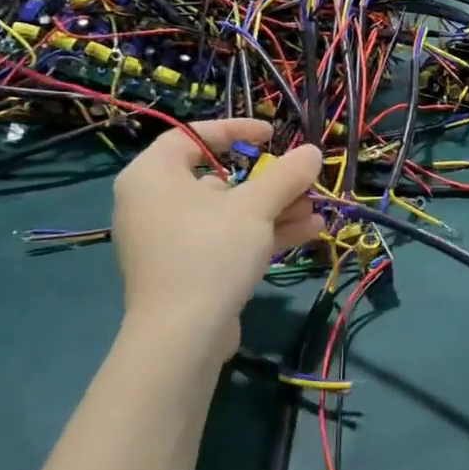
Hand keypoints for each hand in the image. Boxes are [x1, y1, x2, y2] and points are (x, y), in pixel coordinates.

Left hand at [112, 119, 322, 361]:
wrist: (181, 339)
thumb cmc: (211, 253)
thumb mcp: (256, 207)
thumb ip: (286, 174)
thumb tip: (313, 152)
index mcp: (152, 175)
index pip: (191, 136)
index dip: (235, 130)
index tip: (271, 135)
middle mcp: (153, 203)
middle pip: (219, 178)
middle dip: (270, 182)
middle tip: (302, 181)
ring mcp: (168, 240)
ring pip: (228, 213)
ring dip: (275, 209)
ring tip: (316, 211)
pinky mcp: (185, 270)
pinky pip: (225, 239)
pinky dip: (261, 234)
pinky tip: (308, 232)